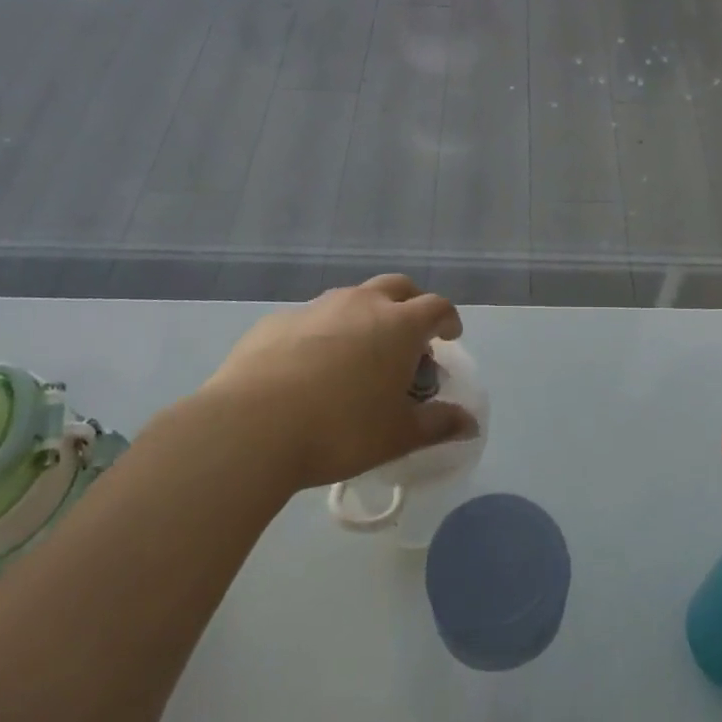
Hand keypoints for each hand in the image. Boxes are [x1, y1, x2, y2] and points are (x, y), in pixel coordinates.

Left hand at [202, 275, 474, 492]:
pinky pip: (311, 318)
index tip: (448, 337)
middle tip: (409, 336)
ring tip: (359, 353)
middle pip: (397, 286)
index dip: (448, 320)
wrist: (251, 427)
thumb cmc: (340, 430)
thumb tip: (470, 423)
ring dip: (365, 315)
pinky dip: (323, 332)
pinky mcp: (277, 321)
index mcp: (398, 325)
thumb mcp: (397, 435)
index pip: (436, 307)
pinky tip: (309, 367)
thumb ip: (438, 425)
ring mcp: (316, 308)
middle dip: (410, 304)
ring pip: (352, 298)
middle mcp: (361, 303)